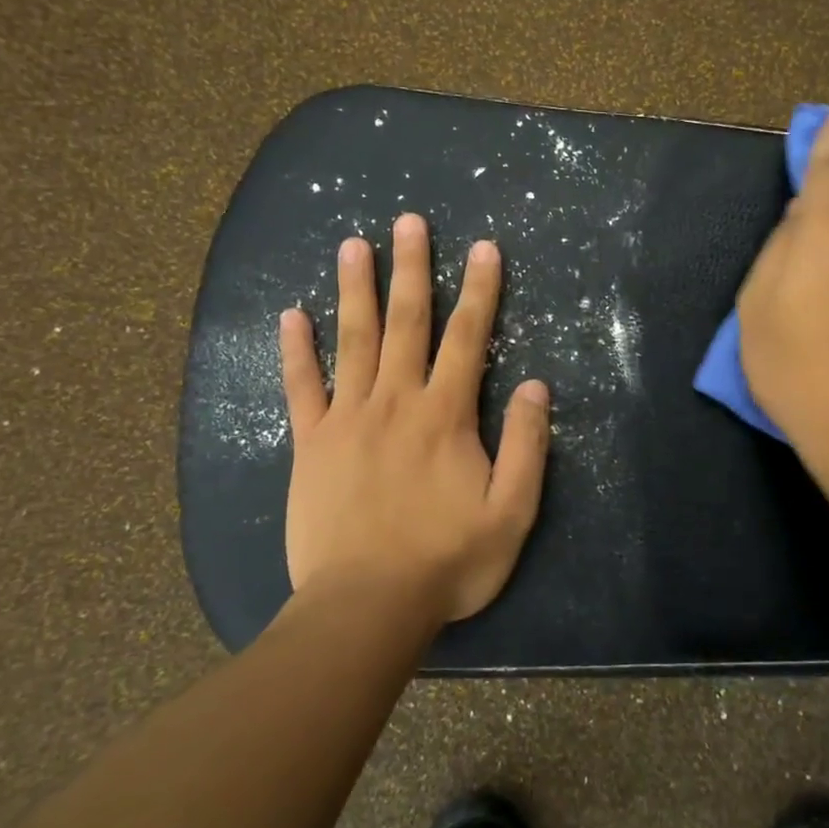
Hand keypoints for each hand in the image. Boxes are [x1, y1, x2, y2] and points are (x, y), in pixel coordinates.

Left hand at [278, 213, 550, 623]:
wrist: (366, 606)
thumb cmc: (446, 562)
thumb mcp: (511, 513)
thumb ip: (527, 446)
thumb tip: (536, 386)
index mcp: (445, 416)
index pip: (469, 339)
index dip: (480, 291)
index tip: (484, 248)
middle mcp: (396, 402)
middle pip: (406, 323)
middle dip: (412, 269)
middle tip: (409, 221)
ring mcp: (347, 419)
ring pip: (352, 341)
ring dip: (355, 289)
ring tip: (353, 244)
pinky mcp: (310, 444)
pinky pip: (301, 388)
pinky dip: (296, 350)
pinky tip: (292, 315)